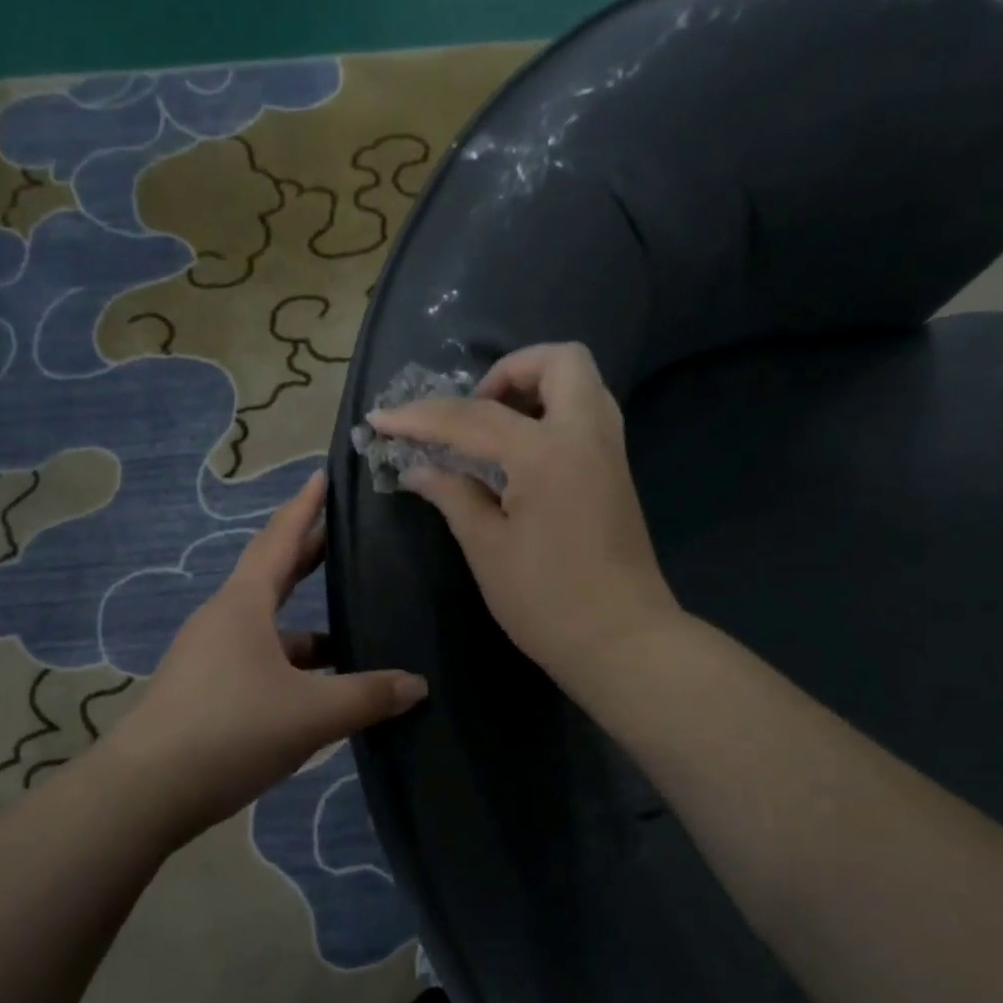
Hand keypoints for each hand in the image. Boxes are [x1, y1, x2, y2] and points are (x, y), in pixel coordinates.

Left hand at [106, 471, 427, 841]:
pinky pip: (258, 658)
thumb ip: (367, 696)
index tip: (323, 476)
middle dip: (308, 553)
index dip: (304, 507)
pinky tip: (319, 686)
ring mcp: (209, 654)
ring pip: (268, 625)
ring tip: (351, 625)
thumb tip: (417, 684)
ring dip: (306, 622)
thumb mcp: (310, 713)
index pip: (280, 539)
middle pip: (272, 574)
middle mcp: (224, 619)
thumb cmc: (230, 730)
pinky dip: (291, 661)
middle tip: (344, 535)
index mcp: (244, 605)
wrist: (146, 791)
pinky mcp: (205, 688)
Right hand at [368, 342, 679, 691]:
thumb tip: (418, 468)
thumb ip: (452, 495)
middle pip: (559, 361)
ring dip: (534, 388)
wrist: (622, 641)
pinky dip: (551, 413)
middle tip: (473, 412)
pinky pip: (586, 414)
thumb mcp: (487, 548)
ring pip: (580, 383)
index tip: (381, 419)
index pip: (472, 417)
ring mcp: (609, 451)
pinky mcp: (617, 471)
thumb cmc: (546, 601)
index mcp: (545, 453)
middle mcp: (586, 435)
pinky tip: (519, 455)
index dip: (420, 416)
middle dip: (508, 372)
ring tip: (493, 430)